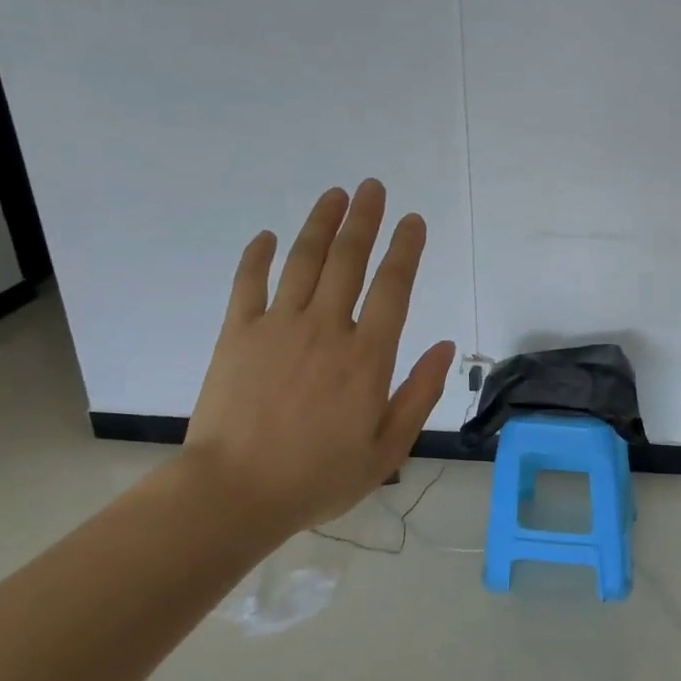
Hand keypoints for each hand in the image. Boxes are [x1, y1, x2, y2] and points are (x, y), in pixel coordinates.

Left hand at [184, 180, 454, 534]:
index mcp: (366, 357)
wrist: (235, 493)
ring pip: (303, 262)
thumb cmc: (318, 476)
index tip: (412, 220)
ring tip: (334, 195)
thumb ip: (419, 394)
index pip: (393, 288)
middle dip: (363, 220)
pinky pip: (248, 284)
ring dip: (320, 225)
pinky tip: (266, 236)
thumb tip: (445, 346)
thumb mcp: (386, 449)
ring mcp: (277, 327)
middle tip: (372, 187)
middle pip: (348, 261)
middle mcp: (325, 329)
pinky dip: (257, 257)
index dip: (405, 250)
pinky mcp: (236, 335)